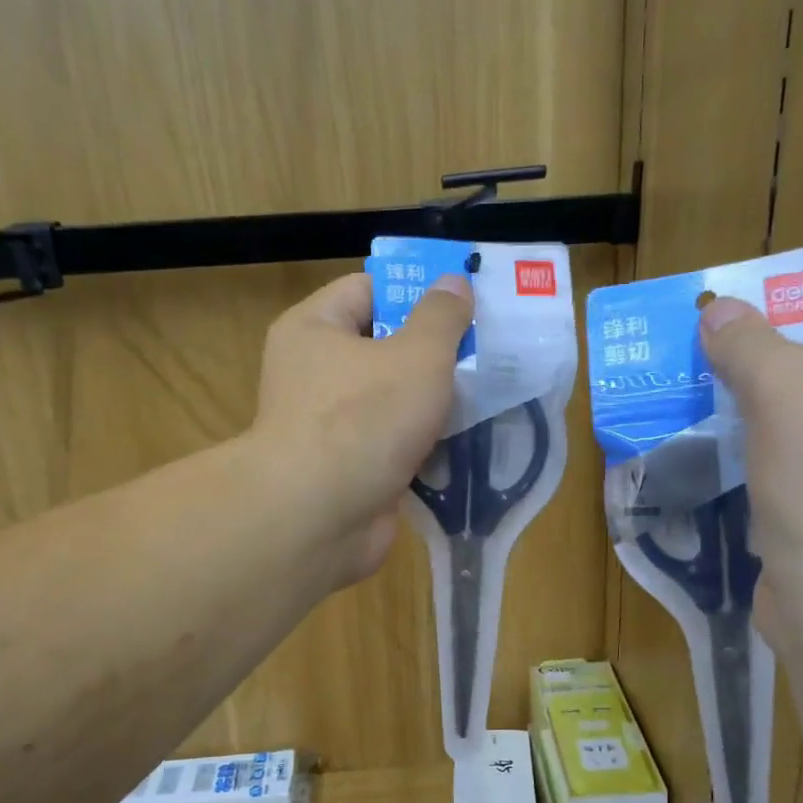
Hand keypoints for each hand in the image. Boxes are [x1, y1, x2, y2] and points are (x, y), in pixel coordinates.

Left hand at [251, 271, 472, 585]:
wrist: (318, 520)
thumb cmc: (364, 419)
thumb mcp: (416, 355)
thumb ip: (441, 317)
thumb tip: (453, 283)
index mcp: (314, 329)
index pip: (368, 290)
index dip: (416, 292)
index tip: (465, 304)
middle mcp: (315, 372)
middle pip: (383, 345)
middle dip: (435, 351)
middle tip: (487, 351)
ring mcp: (331, 425)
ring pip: (393, 399)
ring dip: (435, 401)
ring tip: (488, 394)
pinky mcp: (349, 468)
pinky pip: (394, 442)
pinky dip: (425, 443)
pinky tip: (467, 440)